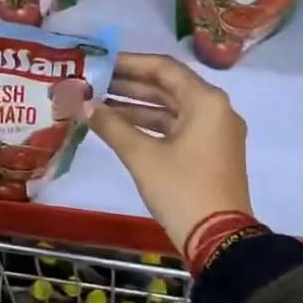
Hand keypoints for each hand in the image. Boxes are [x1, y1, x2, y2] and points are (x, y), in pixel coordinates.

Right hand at [83, 52, 252, 256]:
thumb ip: (111, 125)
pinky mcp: (209, 153)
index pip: (163, 68)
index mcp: (206, 101)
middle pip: (167, 86)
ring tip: (96, 103)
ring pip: (170, 109)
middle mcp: (215, 109)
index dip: (128, 63)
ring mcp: (214, 133)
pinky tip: (117, 126)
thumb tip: (82, 104)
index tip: (99, 62)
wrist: (220, 241)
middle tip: (92, 81)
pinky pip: (176, 128)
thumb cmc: (182, 190)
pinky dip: (149, 125)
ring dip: (135, 106)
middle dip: (128, 85)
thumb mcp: (142, 156)